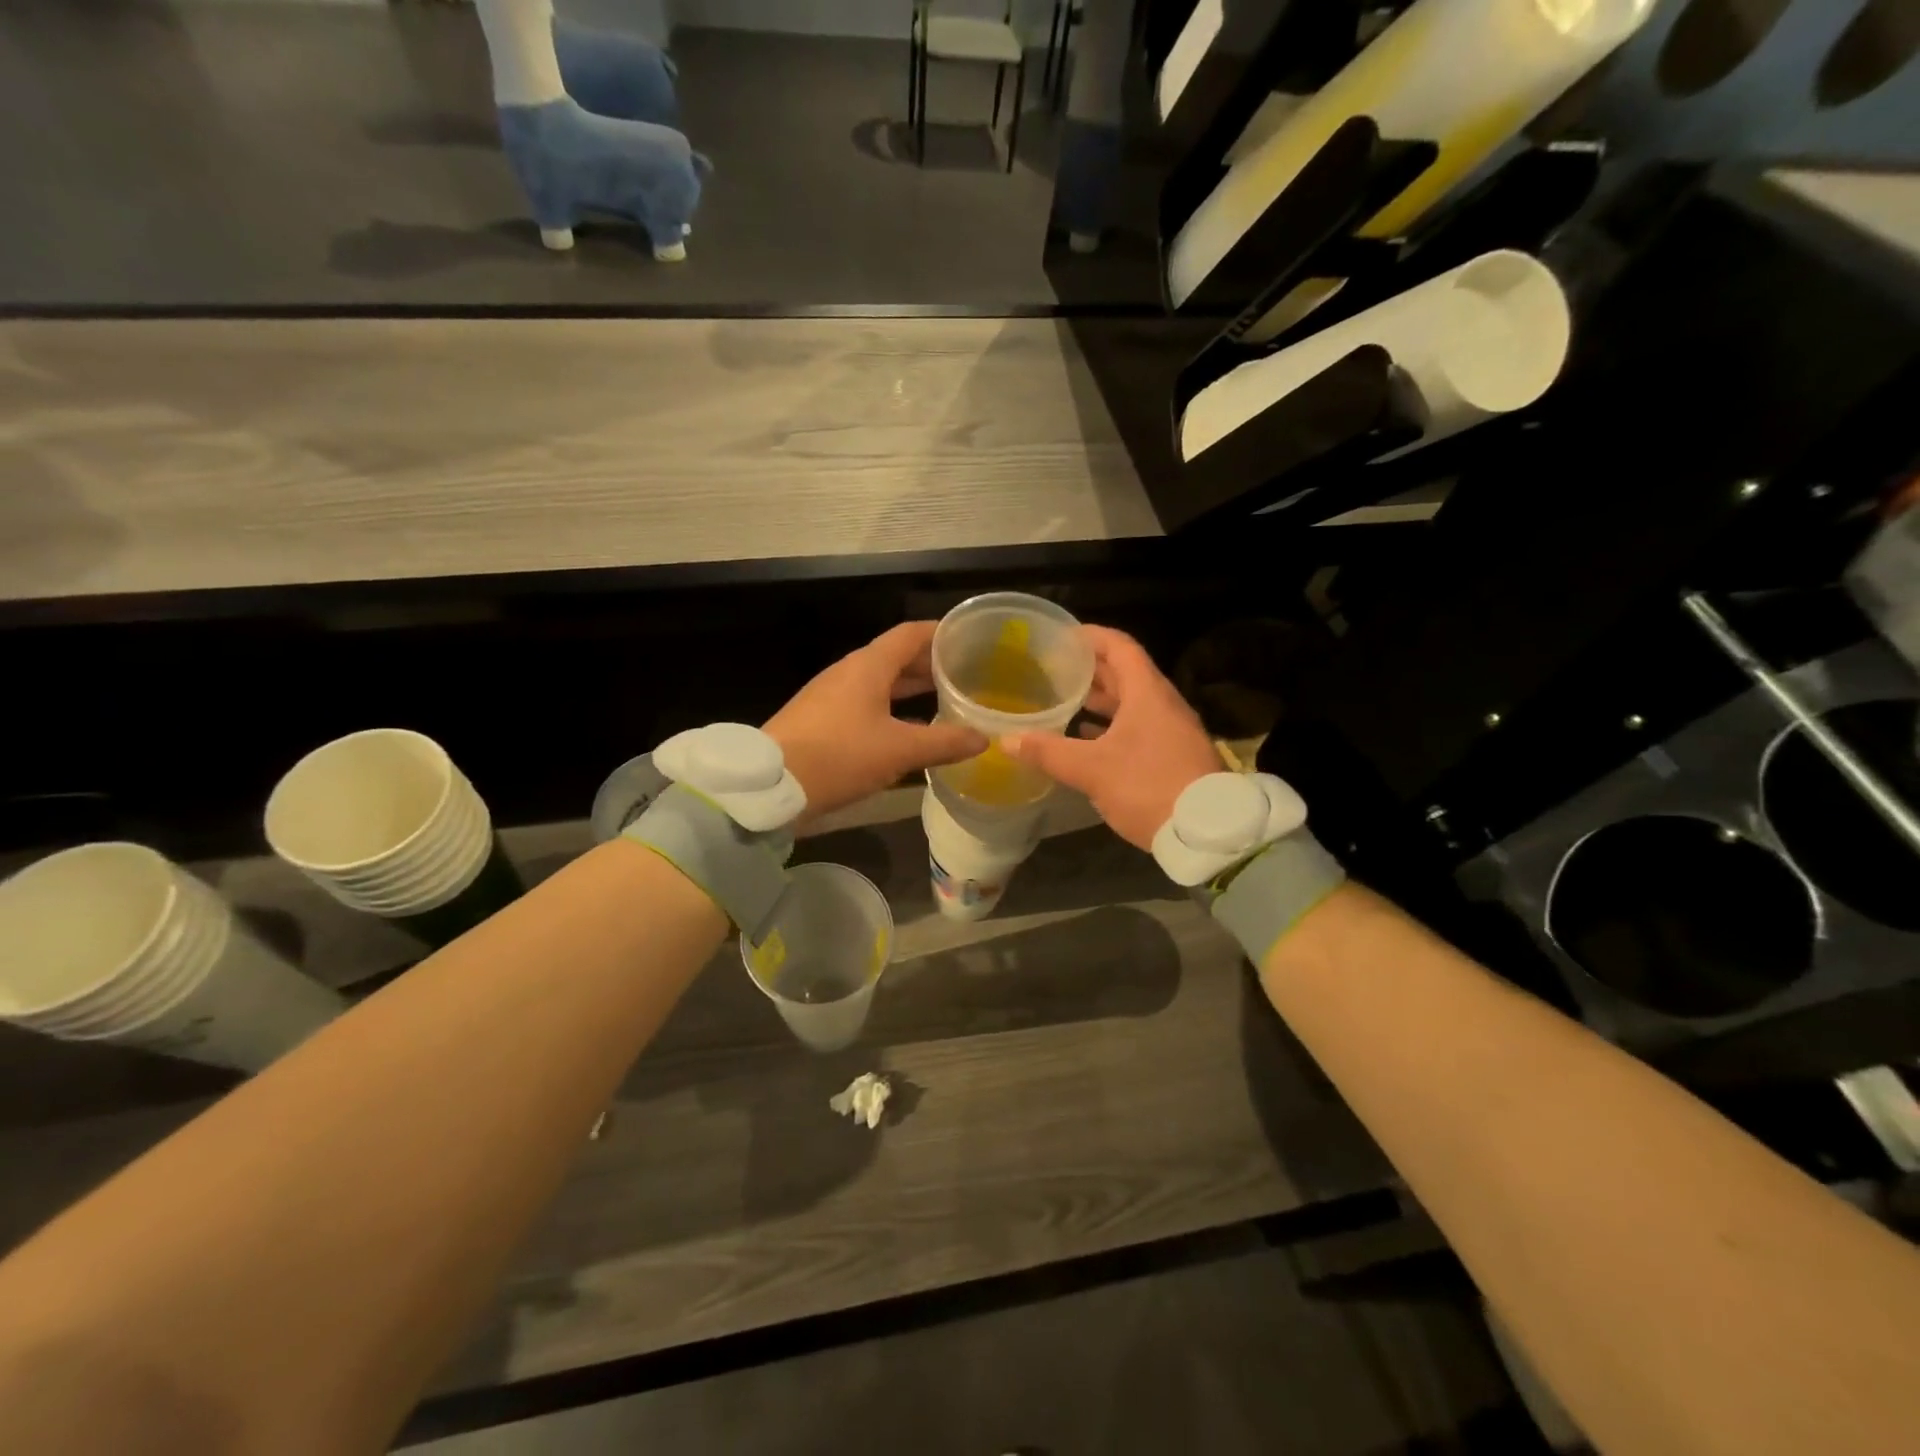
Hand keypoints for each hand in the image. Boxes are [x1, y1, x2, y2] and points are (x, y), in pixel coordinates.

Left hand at [765, 622, 988, 818]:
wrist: (770, 786)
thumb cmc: (839, 755)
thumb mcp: (899, 750)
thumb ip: (944, 742)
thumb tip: (983, 738)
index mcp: (868, 666)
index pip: (911, 634)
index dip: (940, 633)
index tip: (969, 639)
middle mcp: (849, 673)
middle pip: (896, 658)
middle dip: (930, 665)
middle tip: (965, 675)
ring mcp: (832, 696)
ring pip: (880, 684)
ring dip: (911, 690)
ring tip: (945, 701)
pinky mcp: (821, 721)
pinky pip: (866, 705)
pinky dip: (892, 711)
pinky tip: (909, 733)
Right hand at [1004, 626, 1219, 850]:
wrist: (1207, 832)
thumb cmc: (1148, 786)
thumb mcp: (1092, 769)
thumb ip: (1049, 752)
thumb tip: (1007, 739)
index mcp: (1147, 693)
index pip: (1120, 647)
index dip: (1091, 636)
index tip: (1062, 636)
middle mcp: (1162, 704)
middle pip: (1125, 673)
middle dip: (1090, 669)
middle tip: (1055, 668)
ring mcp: (1170, 730)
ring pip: (1131, 703)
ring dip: (1100, 700)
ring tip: (1065, 700)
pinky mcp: (1172, 755)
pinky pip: (1137, 728)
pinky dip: (1111, 727)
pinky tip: (1086, 739)